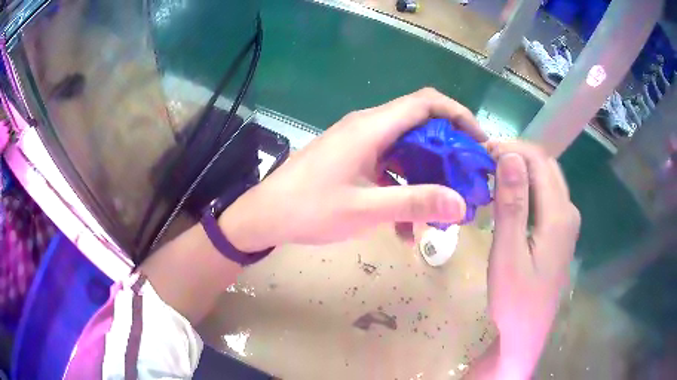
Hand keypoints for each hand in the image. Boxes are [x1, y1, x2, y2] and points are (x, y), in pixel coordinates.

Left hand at [220, 88, 487, 251]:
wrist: (265, 216)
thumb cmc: (309, 208)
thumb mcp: (366, 209)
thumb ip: (414, 202)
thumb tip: (460, 204)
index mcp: (372, 127)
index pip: (426, 103)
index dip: (458, 115)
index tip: (478, 143)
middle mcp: (369, 127)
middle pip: (421, 126)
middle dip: (449, 153)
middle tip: (467, 181)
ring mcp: (360, 144)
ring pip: (407, 151)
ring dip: (427, 177)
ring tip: (443, 210)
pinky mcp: (354, 160)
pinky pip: (389, 168)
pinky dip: (403, 190)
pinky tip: (406, 227)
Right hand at [486, 141, 580, 376]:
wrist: (527, 332)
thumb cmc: (515, 298)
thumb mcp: (508, 254)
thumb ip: (512, 204)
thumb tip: (509, 157)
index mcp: (559, 215)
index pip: (539, 161)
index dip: (511, 148)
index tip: (481, 152)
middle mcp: (568, 211)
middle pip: (546, 166)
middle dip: (516, 155)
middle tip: (483, 162)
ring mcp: (566, 222)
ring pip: (547, 179)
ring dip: (521, 170)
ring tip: (492, 174)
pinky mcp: (560, 232)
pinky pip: (546, 196)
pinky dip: (527, 186)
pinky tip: (509, 196)